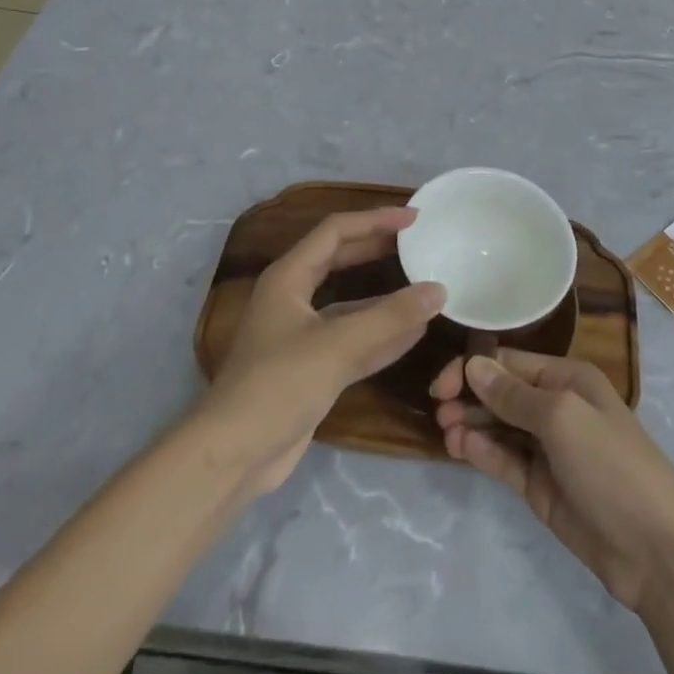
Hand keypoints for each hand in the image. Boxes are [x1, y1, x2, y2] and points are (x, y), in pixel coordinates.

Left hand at [199, 208, 443, 495]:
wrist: (234, 455)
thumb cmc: (279, 385)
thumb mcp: (338, 345)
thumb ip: (391, 317)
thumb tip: (439, 291)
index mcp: (289, 278)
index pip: (335, 231)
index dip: (375, 219)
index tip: (413, 218)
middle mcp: (293, 299)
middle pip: (341, 260)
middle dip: (379, 249)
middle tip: (419, 243)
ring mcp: (303, 335)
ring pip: (351, 303)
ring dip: (386, 296)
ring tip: (425, 284)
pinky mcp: (313, 368)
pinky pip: (354, 340)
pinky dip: (383, 334)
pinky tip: (415, 332)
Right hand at [432, 350, 673, 612]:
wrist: (654, 547)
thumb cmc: (611, 464)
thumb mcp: (562, 417)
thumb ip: (514, 394)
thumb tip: (473, 366)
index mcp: (567, 379)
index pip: (509, 363)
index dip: (474, 369)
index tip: (440, 385)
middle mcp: (556, 407)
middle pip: (501, 394)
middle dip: (469, 397)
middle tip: (439, 412)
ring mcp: (548, 449)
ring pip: (499, 428)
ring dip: (471, 425)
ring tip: (446, 433)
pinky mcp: (540, 487)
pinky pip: (505, 461)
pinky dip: (482, 453)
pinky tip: (461, 450)